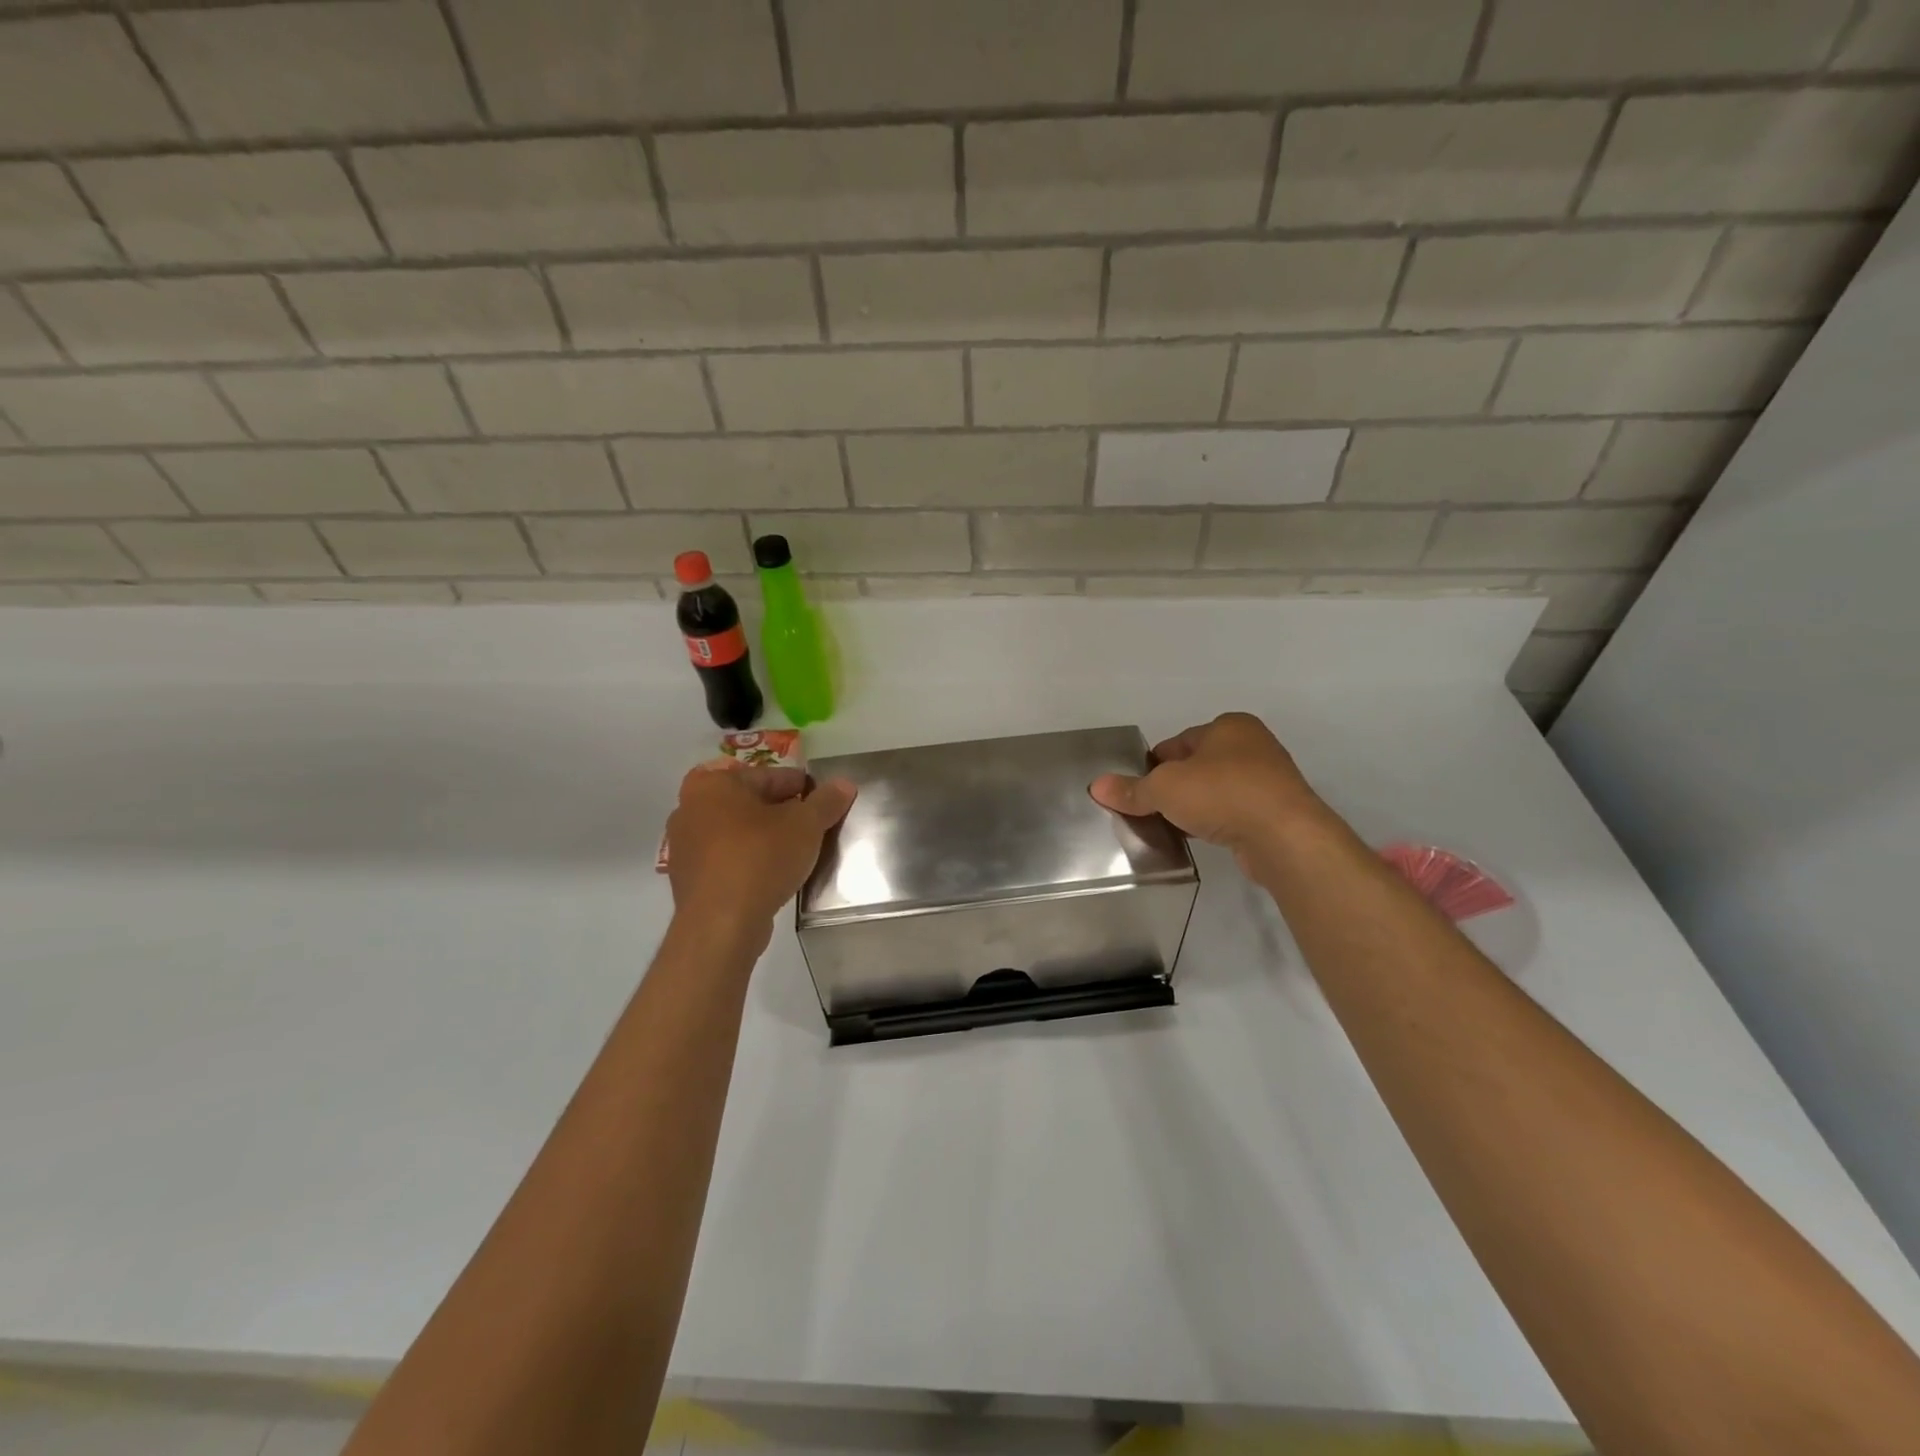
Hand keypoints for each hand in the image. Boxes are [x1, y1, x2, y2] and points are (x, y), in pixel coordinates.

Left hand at [666, 766, 855, 935]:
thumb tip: (844, 784)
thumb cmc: (760, 858)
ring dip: (764, 837)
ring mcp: (684, 847)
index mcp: (713, 784)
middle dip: (780, 811)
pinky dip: (748, 861)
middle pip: (748, 803)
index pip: (767, 776)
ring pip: (736, 833)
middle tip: (812, 825)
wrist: (721, 924)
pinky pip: (726, 860)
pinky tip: (773, 874)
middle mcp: (689, 808)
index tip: (822, 799)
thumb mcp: (805, 825)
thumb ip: (825, 801)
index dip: (800, 786)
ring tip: (797, 850)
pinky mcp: (687, 880)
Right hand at [1090, 713, 1327, 878]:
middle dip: (1174, 786)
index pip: (1178, 742)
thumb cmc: (1222, 794)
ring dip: (1195, 806)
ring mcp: (1269, 780)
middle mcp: (1252, 746)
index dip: (1153, 765)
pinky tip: (1200, 838)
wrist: (1283, 836)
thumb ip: (1131, 788)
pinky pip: (1234, 812)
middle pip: (1197, 766)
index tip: (1137, 789)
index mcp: (1229, 726)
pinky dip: (1216, 822)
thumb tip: (1097, 786)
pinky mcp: (1276, 812)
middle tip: (1151, 810)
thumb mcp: (1165, 788)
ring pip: (1216, 790)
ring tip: (1172, 827)